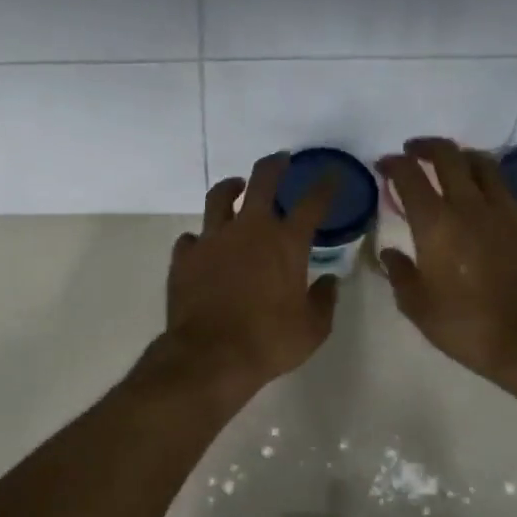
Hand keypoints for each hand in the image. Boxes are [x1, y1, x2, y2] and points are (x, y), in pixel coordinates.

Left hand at [162, 154, 338, 397]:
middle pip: (262, 181)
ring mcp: (213, 238)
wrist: (210, 356)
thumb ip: (324, 300)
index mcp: (286, 243)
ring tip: (236, 186)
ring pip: (219, 197)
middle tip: (280, 160)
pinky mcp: (185, 256)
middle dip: (274, 165)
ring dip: (231, 188)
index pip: (312, 203)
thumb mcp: (312, 329)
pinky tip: (203, 245)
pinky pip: (191, 238)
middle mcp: (249, 230)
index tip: (331, 176)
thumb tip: (329, 282)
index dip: (324, 186)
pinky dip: (200, 239)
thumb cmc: (269, 341)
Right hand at [377, 138, 516, 379]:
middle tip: (413, 152)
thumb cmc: (463, 323)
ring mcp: (501, 211)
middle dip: (426, 147)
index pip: (409, 176)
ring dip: (459, 155)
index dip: (394, 163)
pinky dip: (483, 177)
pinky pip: (501, 185)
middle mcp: (467, 206)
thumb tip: (390, 253)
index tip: (384, 165)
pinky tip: (477, 192)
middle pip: (448, 156)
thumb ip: (399, 272)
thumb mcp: (416, 304)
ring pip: (481, 163)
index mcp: (434, 223)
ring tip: (448, 163)